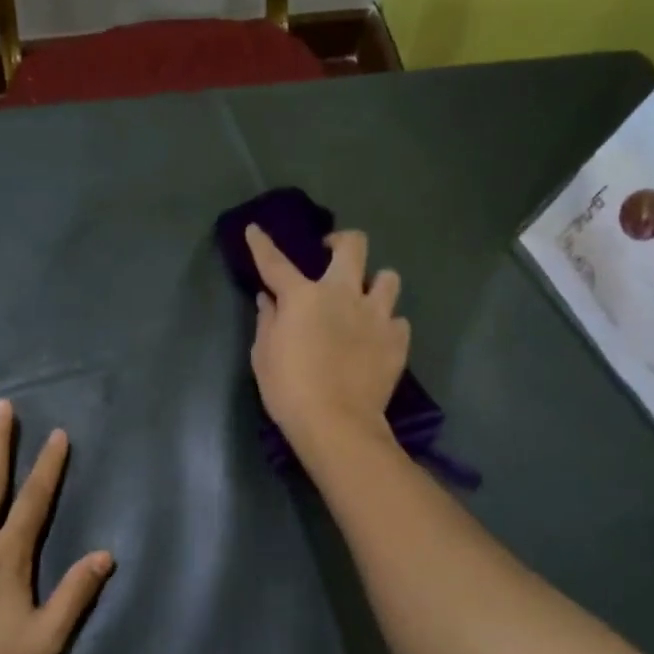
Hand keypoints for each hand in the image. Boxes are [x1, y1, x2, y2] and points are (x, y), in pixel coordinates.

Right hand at [245, 224, 408, 458]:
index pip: (276, 263)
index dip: (262, 244)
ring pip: (388, 278)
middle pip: (353, 245)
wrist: (336, 423)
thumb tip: (269, 300)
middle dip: (342, 242)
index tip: (255, 230)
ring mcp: (376, 315)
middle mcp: (343, 294)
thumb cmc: (289, 391)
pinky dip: (387, 326)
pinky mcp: (397, 339)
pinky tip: (378, 340)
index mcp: (304, 297)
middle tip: (332, 254)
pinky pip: (398, 320)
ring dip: (375, 285)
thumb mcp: (264, 357)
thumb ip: (267, 322)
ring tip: (366, 301)